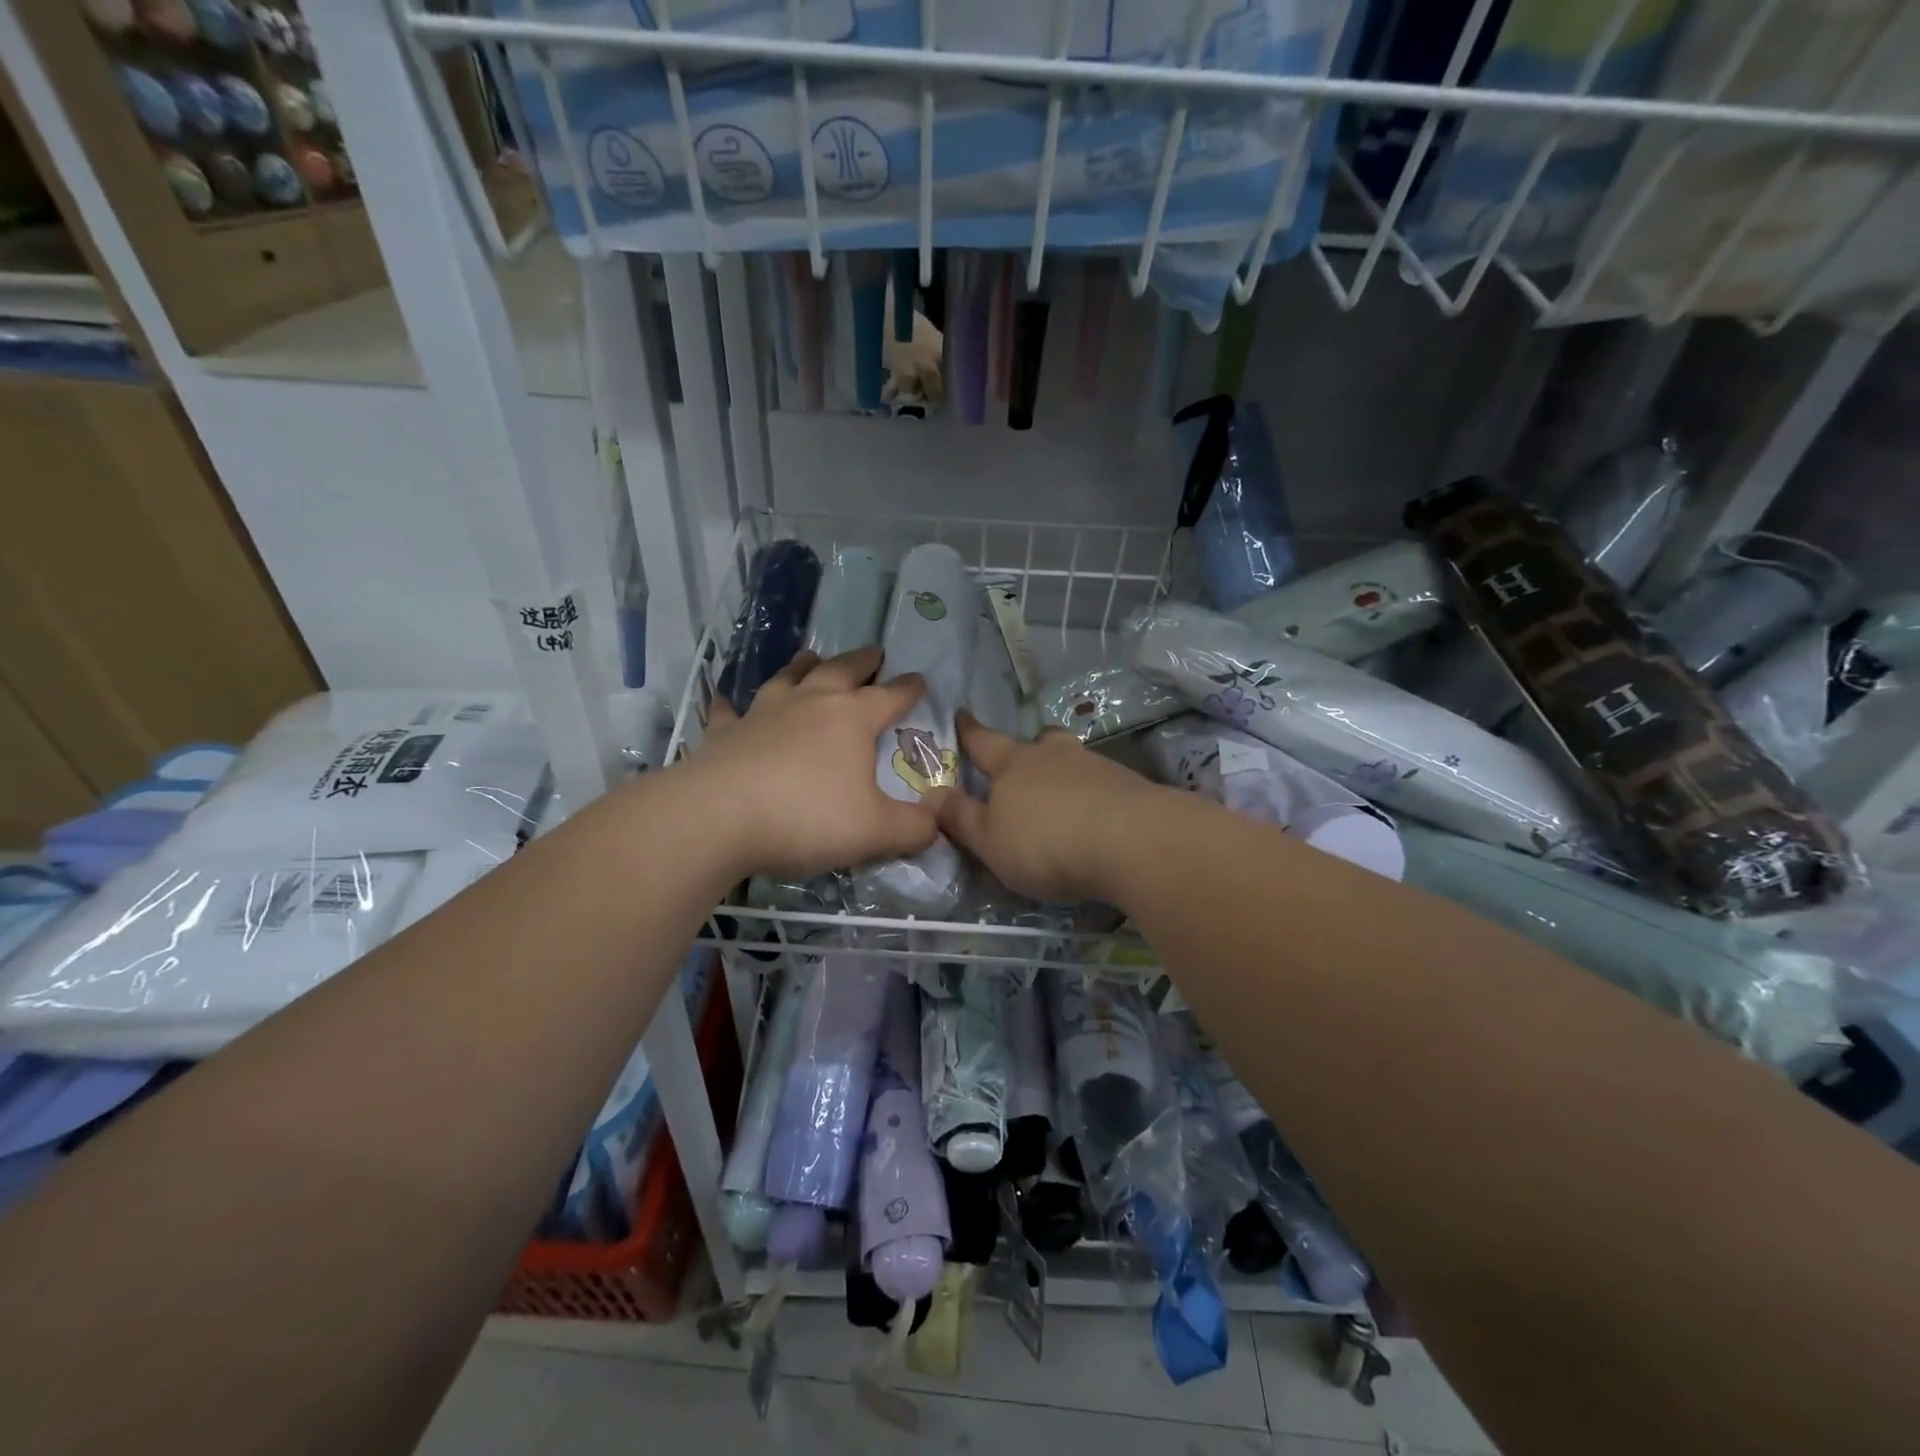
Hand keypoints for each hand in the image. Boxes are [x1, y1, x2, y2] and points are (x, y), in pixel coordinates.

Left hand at [685, 647, 938, 880]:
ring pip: (788, 678)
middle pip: (841, 671)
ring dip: (803, 666)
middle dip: (862, 661)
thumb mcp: (875, 831)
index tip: (920, 679)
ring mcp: (762, 713)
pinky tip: (725, 699)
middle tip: (874, 653)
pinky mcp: (724, 733)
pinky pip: (728, 711)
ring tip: (810, 657)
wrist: (718, 818)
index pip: (890, 696)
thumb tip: (935, 823)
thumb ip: (912, 828)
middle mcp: (809, 704)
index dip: (908, 688)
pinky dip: (730, 704)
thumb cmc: (807, 817)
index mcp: (851, 719)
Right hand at [925, 713, 1168, 904]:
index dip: (969, 731)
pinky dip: (1092, 793)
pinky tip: (1094, 814)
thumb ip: (960, 818)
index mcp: (1013, 764)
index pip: (983, 742)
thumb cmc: (1046, 842)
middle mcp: (1054, 755)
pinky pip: (1100, 782)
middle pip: (1037, 742)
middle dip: (1028, 748)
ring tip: (1062, 795)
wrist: (1132, 841)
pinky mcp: (1128, 785)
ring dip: (1063, 772)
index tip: (961, 714)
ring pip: (1072, 760)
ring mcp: (1095, 766)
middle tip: (1024, 760)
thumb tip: (928, 794)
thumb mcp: (990, 840)